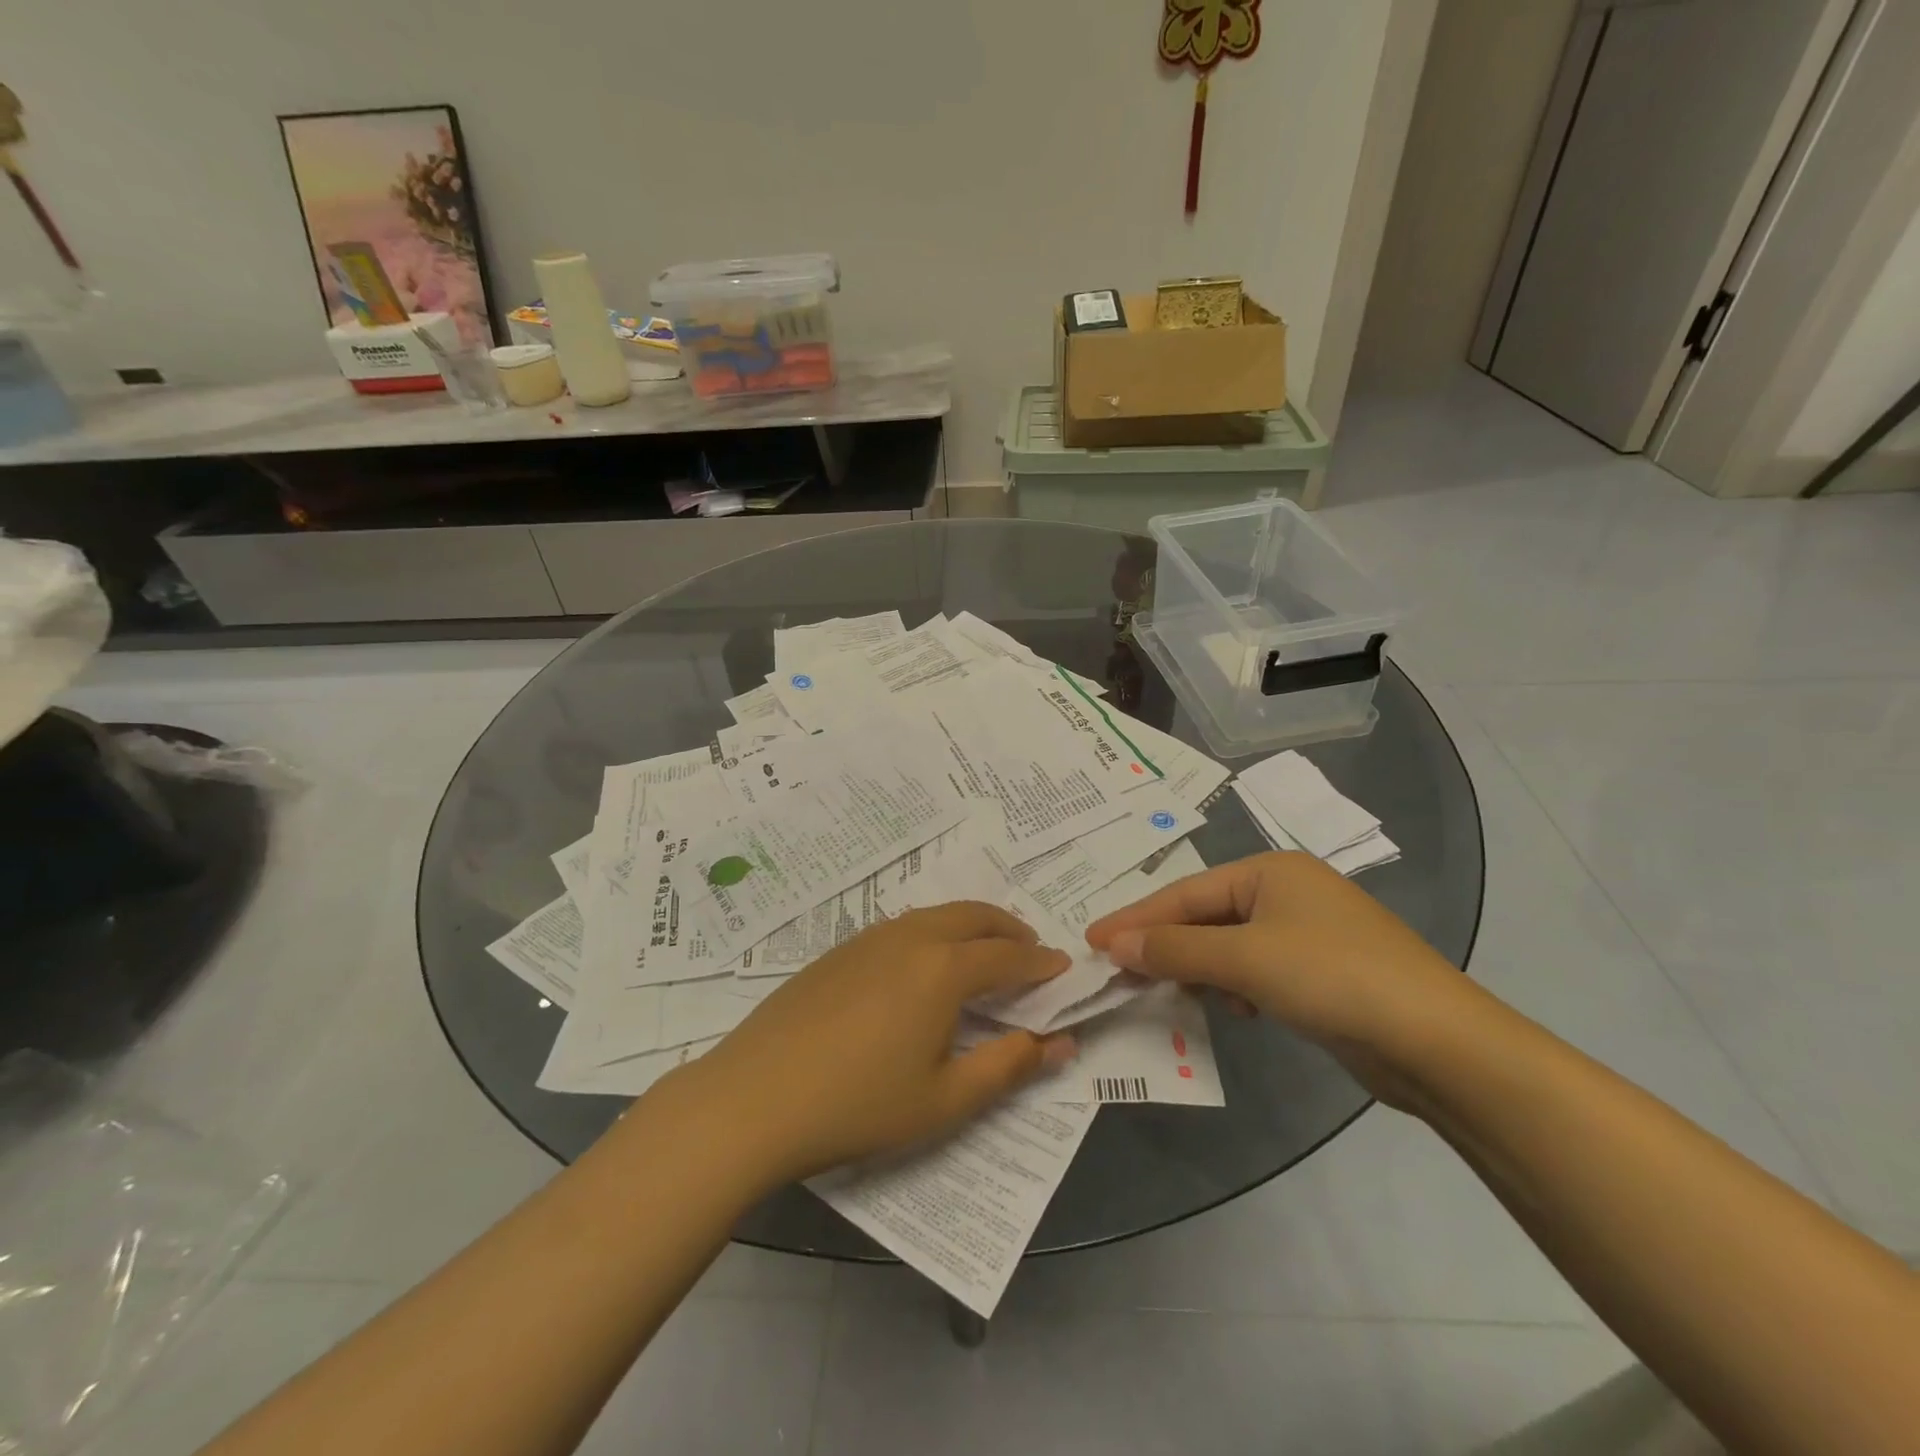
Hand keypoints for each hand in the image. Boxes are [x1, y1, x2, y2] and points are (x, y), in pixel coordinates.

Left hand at [672, 903, 1075, 1186]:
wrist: (753, 1098)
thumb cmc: (858, 1105)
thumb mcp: (944, 1099)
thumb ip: (1008, 1066)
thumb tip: (1060, 1043)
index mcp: (942, 969)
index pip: (1008, 955)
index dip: (1040, 962)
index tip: (1062, 969)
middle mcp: (910, 937)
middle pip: (974, 916)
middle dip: (1010, 929)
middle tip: (1030, 952)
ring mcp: (869, 938)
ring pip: (936, 915)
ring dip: (971, 926)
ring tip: (984, 956)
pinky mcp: (839, 950)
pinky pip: (903, 926)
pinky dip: (934, 932)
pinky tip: (925, 967)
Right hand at [1084, 852, 1467, 1106]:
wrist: (1439, 1043)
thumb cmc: (1332, 978)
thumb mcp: (1244, 960)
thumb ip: (1174, 950)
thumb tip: (1112, 943)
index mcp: (1268, 871)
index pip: (1184, 893)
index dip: (1136, 918)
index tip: (1091, 941)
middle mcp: (1285, 892)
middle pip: (1204, 916)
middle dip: (1166, 946)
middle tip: (1120, 971)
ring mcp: (1306, 932)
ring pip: (1228, 946)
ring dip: (1200, 970)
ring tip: (1174, 993)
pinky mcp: (1320, 972)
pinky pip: (1255, 970)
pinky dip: (1235, 988)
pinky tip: (1237, 1012)